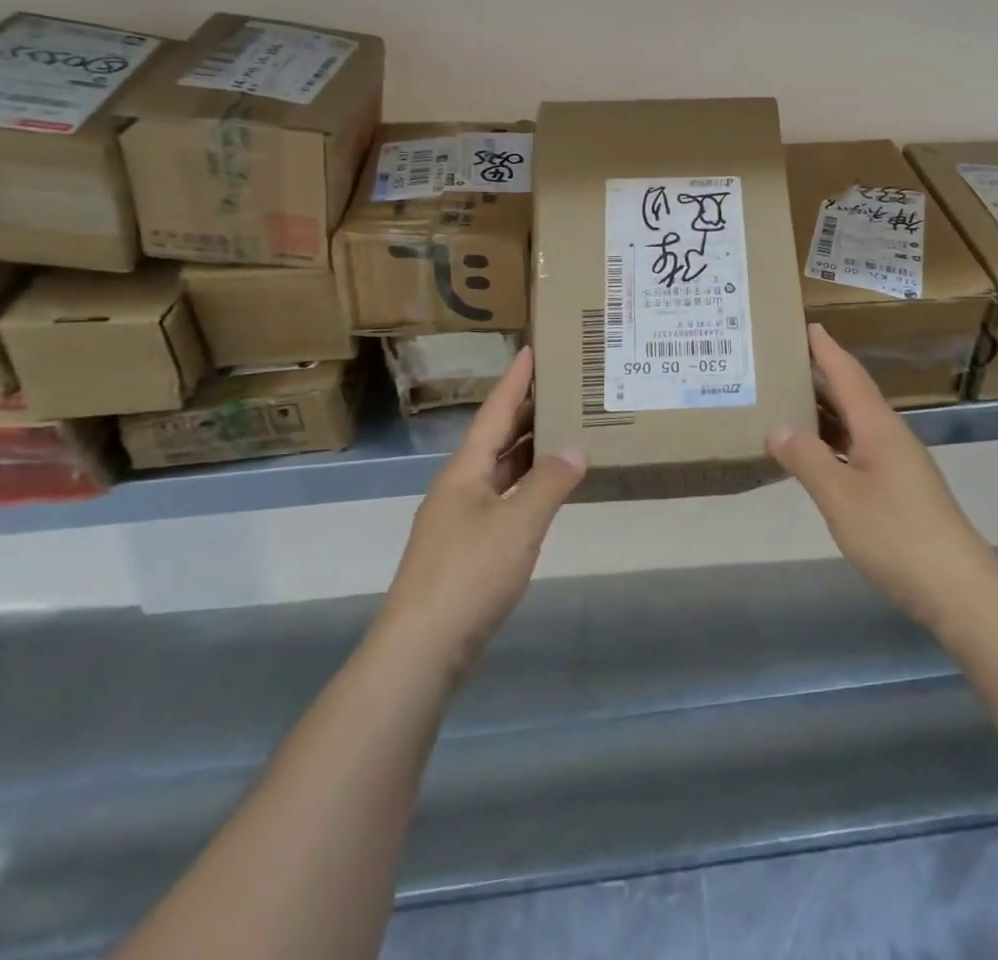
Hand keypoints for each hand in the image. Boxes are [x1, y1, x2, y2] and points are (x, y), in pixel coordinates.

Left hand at [372, 347, 584, 684]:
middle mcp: (459, 487)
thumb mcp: (518, 524)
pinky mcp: (466, 549)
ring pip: (499, 471)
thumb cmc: (469, 574)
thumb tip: (576, 447)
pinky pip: (502, 499)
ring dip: (528, 450)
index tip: (531, 348)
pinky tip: (547, 490)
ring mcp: (460, 519)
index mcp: (465, 471)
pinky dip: (526, 486)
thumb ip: (550, 483)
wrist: (421, 649)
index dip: (515, 380)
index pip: (494, 412)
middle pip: (496, 438)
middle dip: (526, 411)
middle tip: (562, 387)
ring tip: (563, 430)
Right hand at [769, 325, 997, 637]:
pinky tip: (815, 455)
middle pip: (852, 395)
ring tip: (789, 402)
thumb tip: (778, 428)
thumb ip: (807, 459)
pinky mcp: (900, 489)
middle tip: (784, 361)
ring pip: (855, 424)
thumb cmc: (895, 534)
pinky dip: (833, 442)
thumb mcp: (840, 496)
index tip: (807, 324)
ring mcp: (898, 463)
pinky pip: (858, 449)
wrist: (957, 587)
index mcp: (878, 427)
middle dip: (821, 375)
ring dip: (825, 410)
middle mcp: (890, 436)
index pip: (848, 375)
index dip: (827, 350)